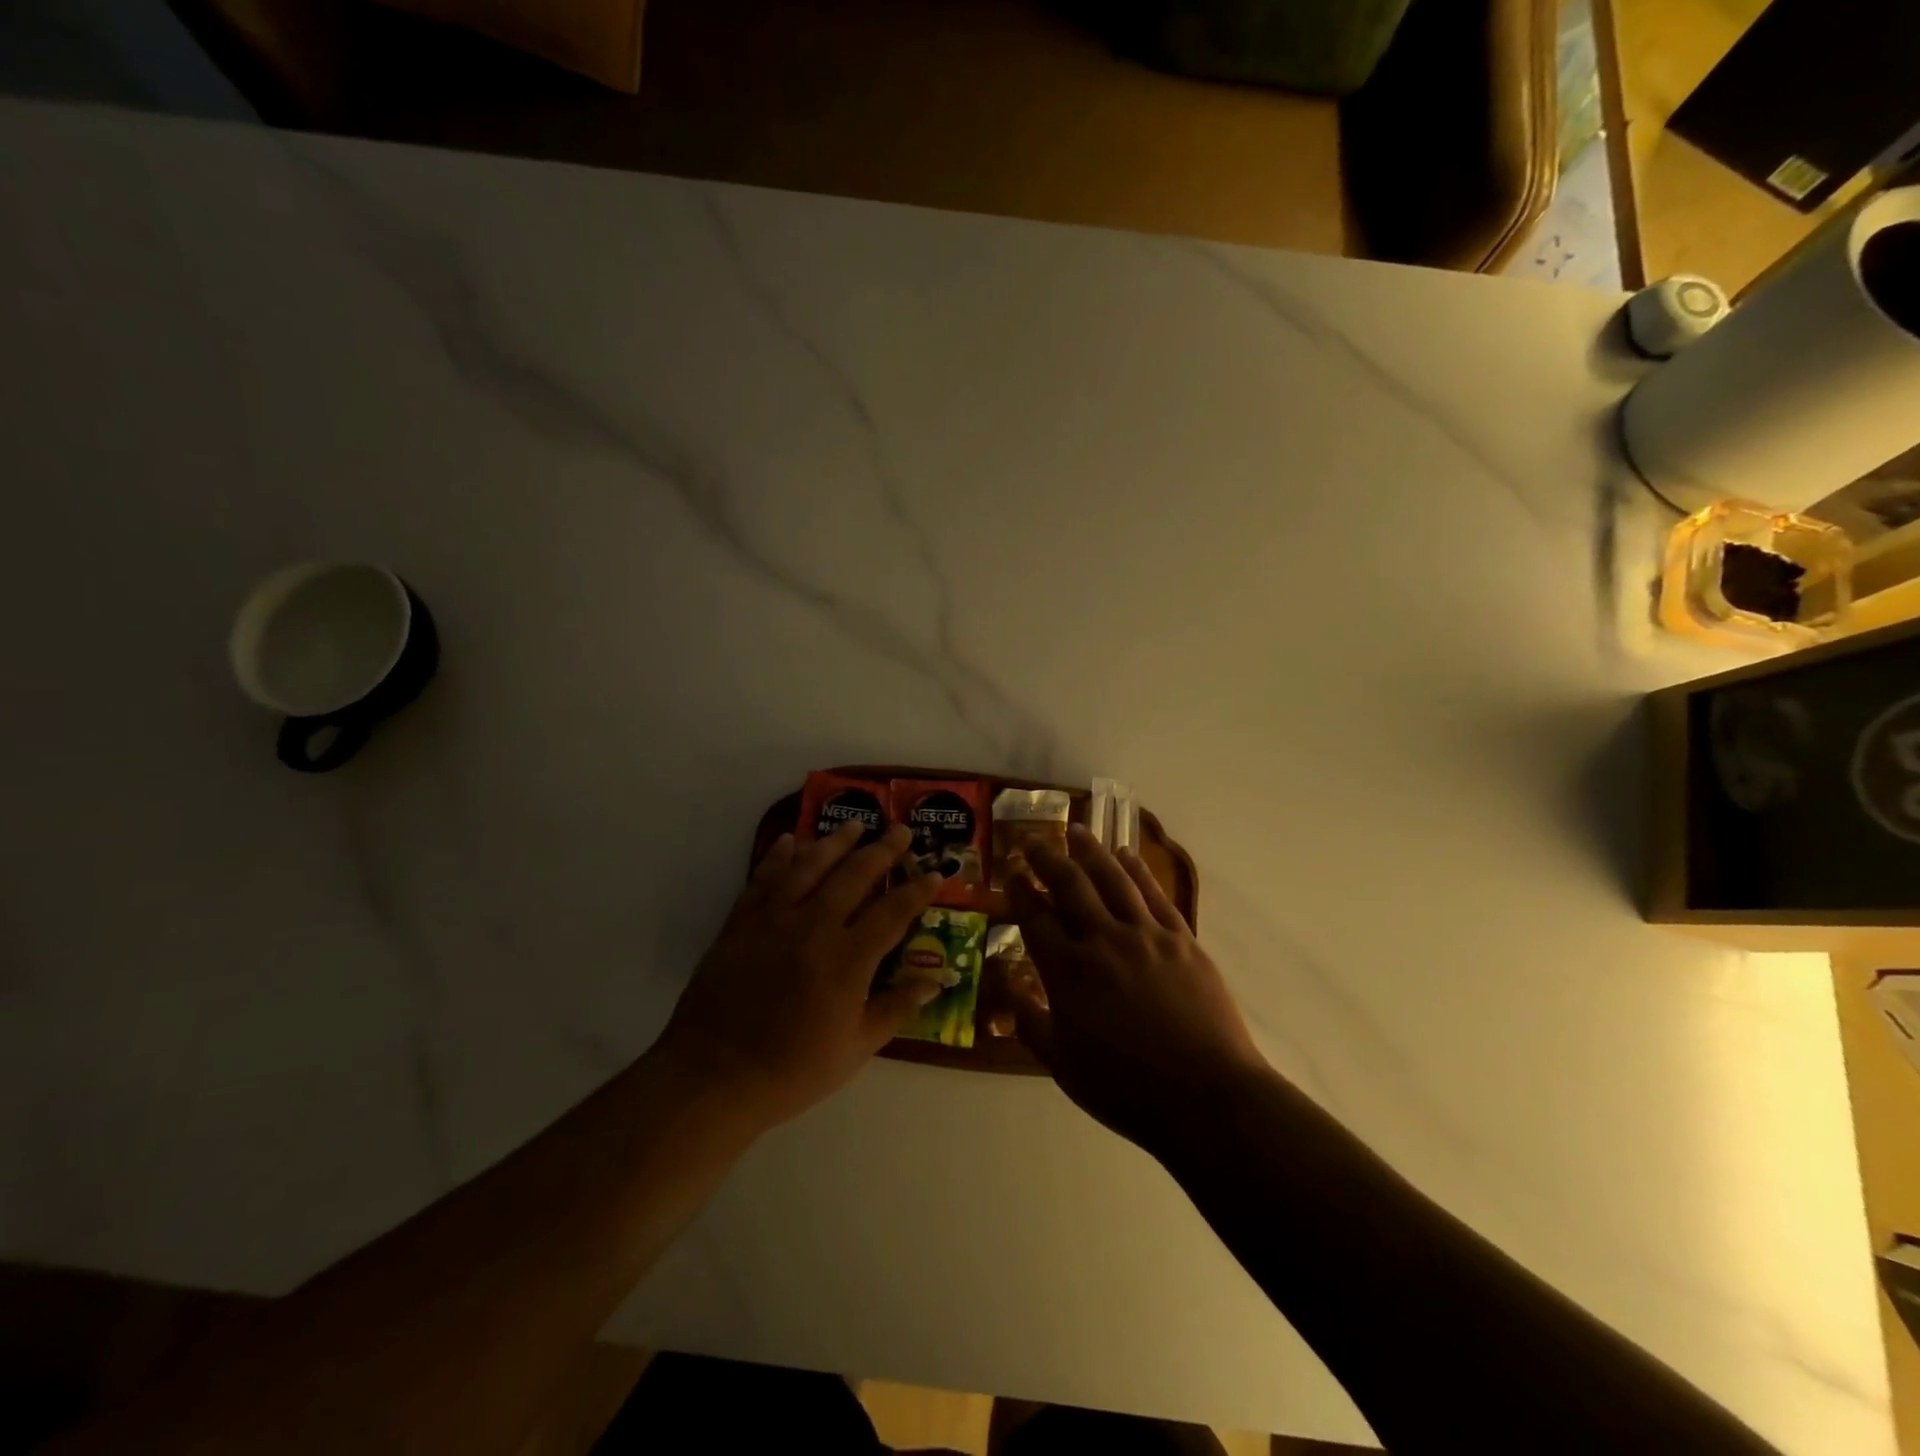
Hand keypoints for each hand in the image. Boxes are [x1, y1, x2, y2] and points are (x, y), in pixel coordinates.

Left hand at [657, 821, 942, 1127]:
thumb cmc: (792, 1069)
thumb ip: (896, 1008)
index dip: (918, 890)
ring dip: (835, 841)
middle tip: (900, 830)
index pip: (893, 912)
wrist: (714, 1076)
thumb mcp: (855, 1048)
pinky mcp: (741, 922)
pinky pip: (764, 878)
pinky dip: (778, 856)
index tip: (935, 872)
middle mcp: (814, 926)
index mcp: (848, 958)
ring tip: (854, 824)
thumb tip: (936, 982)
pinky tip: (789, 840)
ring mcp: (774, 919)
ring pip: (810, 866)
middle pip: (855, 875)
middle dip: (883, 850)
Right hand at [1008, 824, 1268, 1149]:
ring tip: (1077, 830)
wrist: (1207, 1096)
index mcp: (1069, 973)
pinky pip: (1155, 894)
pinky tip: (1127, 855)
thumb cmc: (1127, 1088)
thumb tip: (1008, 988)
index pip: (1035, 918)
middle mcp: (1104, 941)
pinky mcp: (1181, 939)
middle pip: (1071, 885)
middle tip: (1033, 839)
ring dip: (1091, 851)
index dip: (1020, 890)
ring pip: (1113, 879)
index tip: (1011, 871)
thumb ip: (1032, 1023)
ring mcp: (1146, 935)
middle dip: (1048, 858)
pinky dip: (1138, 870)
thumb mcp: (1064, 1066)